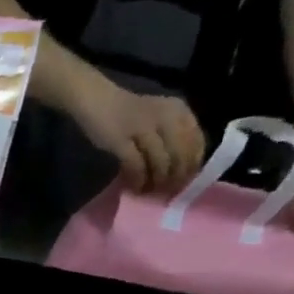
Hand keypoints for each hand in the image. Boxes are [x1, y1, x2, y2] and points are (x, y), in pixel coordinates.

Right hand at [73, 80, 206, 194]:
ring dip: (158, 180)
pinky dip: (138, 179)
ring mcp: (143, 129)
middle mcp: (166, 118)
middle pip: (180, 154)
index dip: (193, 164)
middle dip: (176, 176)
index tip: (185, 182)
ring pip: (160, 161)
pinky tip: (135, 187)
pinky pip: (135, 165)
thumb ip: (172, 134)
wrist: (97, 101)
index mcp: (180, 111)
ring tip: (152, 192)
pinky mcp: (121, 141)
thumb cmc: (128, 113)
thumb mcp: (159, 116)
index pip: (196, 142)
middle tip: (169, 192)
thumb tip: (179, 167)